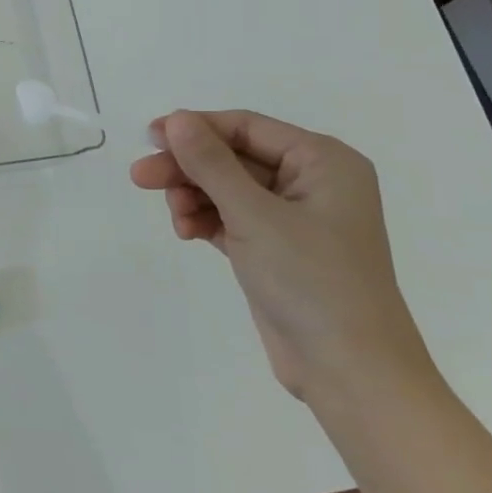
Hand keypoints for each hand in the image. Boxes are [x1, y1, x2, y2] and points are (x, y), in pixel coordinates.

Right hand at [130, 109, 432, 400]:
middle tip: (140, 177)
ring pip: (228, 189)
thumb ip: (211, 164)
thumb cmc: (312, 280)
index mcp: (322, 162)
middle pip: (233, 158)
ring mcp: (293, 219)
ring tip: (175, 218)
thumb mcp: (254, 215)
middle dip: (188, 168)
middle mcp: (311, 183)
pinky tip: (186, 232)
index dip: (196, 128)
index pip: (247, 127)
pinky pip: (231, 219)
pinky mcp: (276, 250)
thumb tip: (176, 119)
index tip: (149, 138)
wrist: (350, 373)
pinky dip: (206, 221)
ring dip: (194, 197)